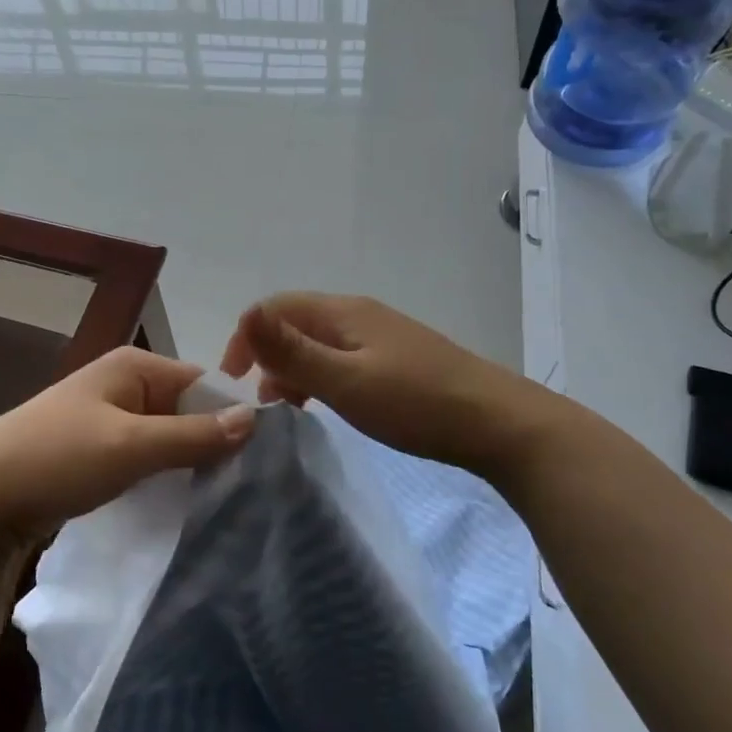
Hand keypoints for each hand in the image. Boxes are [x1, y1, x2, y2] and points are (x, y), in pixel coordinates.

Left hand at [0, 346, 254, 550]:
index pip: (204, 383)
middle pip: (187, 410)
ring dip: (188, 464)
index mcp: (134, 366)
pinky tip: (182, 503)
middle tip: (247, 487)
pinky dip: (162, 476)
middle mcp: (124, 384)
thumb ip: (193, 434)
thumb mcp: (131, 446)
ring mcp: (108, 418)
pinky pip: (144, 457)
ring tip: (222, 499)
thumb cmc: (57, 458)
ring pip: (167, 437)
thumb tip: (255, 419)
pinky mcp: (97, 451)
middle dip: (212, 444)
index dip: (233, 416)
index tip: (265, 460)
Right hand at [220, 292, 522, 473]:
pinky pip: (342, 359)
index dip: (246, 336)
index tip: (234, 380)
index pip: (275, 307)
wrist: (498, 424)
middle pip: (296, 322)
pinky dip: (321, 377)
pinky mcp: (397, 360)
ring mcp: (381, 336)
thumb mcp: (345, 380)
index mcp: (342, 312)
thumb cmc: (414, 403)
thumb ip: (292, 351)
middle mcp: (358, 315)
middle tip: (260, 399)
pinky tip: (326, 405)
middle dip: (267, 354)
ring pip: (319, 343)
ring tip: (286, 406)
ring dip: (293, 368)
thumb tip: (245, 315)